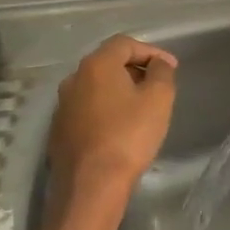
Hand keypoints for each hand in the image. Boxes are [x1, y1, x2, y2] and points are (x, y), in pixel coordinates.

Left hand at [47, 34, 177, 191]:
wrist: (91, 185)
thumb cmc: (129, 136)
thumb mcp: (158, 99)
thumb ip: (162, 72)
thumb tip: (158, 63)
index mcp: (97, 65)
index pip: (125, 43)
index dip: (151, 51)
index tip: (170, 68)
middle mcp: (74, 79)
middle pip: (108, 63)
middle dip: (135, 69)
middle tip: (157, 85)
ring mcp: (63, 105)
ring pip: (96, 87)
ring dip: (119, 91)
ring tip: (140, 108)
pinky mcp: (59, 130)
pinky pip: (87, 109)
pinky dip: (105, 110)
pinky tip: (119, 129)